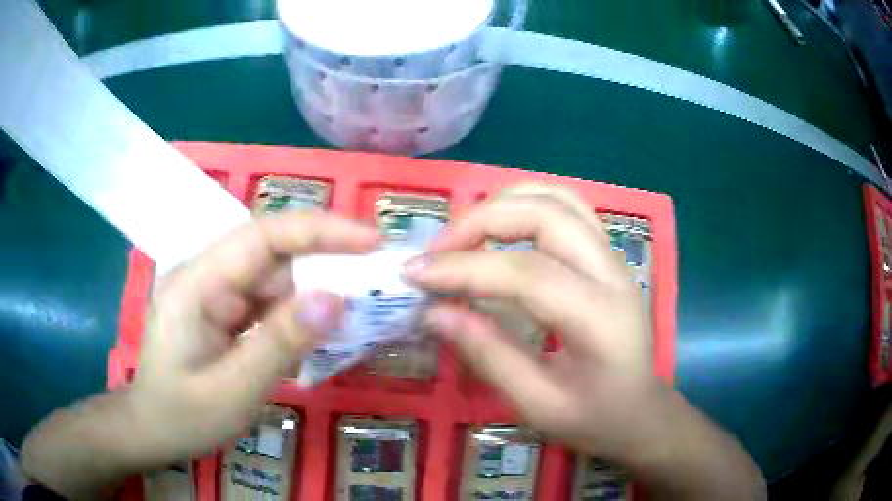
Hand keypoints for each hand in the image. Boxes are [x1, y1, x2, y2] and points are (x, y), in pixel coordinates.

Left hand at [21, 212, 379, 499]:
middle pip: (274, 255)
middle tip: (376, 288)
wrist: (152, 428)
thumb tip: (337, 298)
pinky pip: (268, 302)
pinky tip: (316, 336)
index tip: (371, 240)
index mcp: (197, 283)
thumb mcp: (235, 389)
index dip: (319, 230)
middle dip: (325, 266)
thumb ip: (282, 342)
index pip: (262, 236)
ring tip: (353, 321)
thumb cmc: (184, 415)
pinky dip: (297, 316)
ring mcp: (215, 291)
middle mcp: (207, 274)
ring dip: (313, 298)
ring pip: (276, 279)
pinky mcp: (224, 309)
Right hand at [405, 184, 765, 499]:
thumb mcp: (538, 404)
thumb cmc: (596, 419)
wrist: (642, 412)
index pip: (526, 273)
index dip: (463, 268)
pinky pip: (565, 207)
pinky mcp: (606, 254)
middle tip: (435, 252)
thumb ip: (488, 355)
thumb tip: (434, 311)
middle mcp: (612, 272)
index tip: (413, 275)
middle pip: (545, 213)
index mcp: (600, 318)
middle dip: (479, 221)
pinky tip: (499, 228)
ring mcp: (613, 256)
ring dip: (502, 204)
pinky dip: (524, 205)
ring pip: (557, 197)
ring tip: (461, 235)